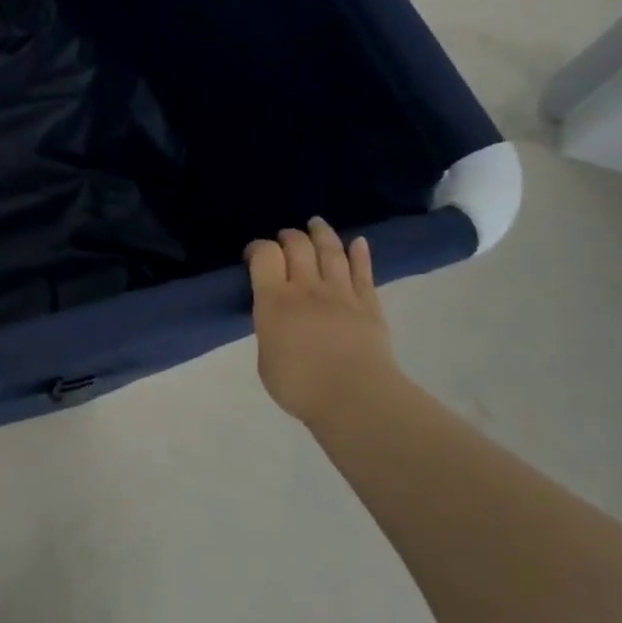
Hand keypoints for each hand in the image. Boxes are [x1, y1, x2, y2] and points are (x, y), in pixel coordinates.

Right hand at [247, 218, 396, 424]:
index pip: (264, 255)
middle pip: (298, 246)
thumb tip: (276, 321)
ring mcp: (341, 293)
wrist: (356, 399)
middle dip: (288, 236)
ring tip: (316, 223)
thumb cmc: (300, 385)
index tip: (253, 254)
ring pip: (331, 251)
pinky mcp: (369, 304)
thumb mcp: (265, 358)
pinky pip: (363, 272)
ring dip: (322, 234)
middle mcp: (306, 288)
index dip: (257, 247)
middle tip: (285, 238)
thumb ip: (269, 330)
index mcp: (274, 300)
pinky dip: (360, 253)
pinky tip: (358, 242)